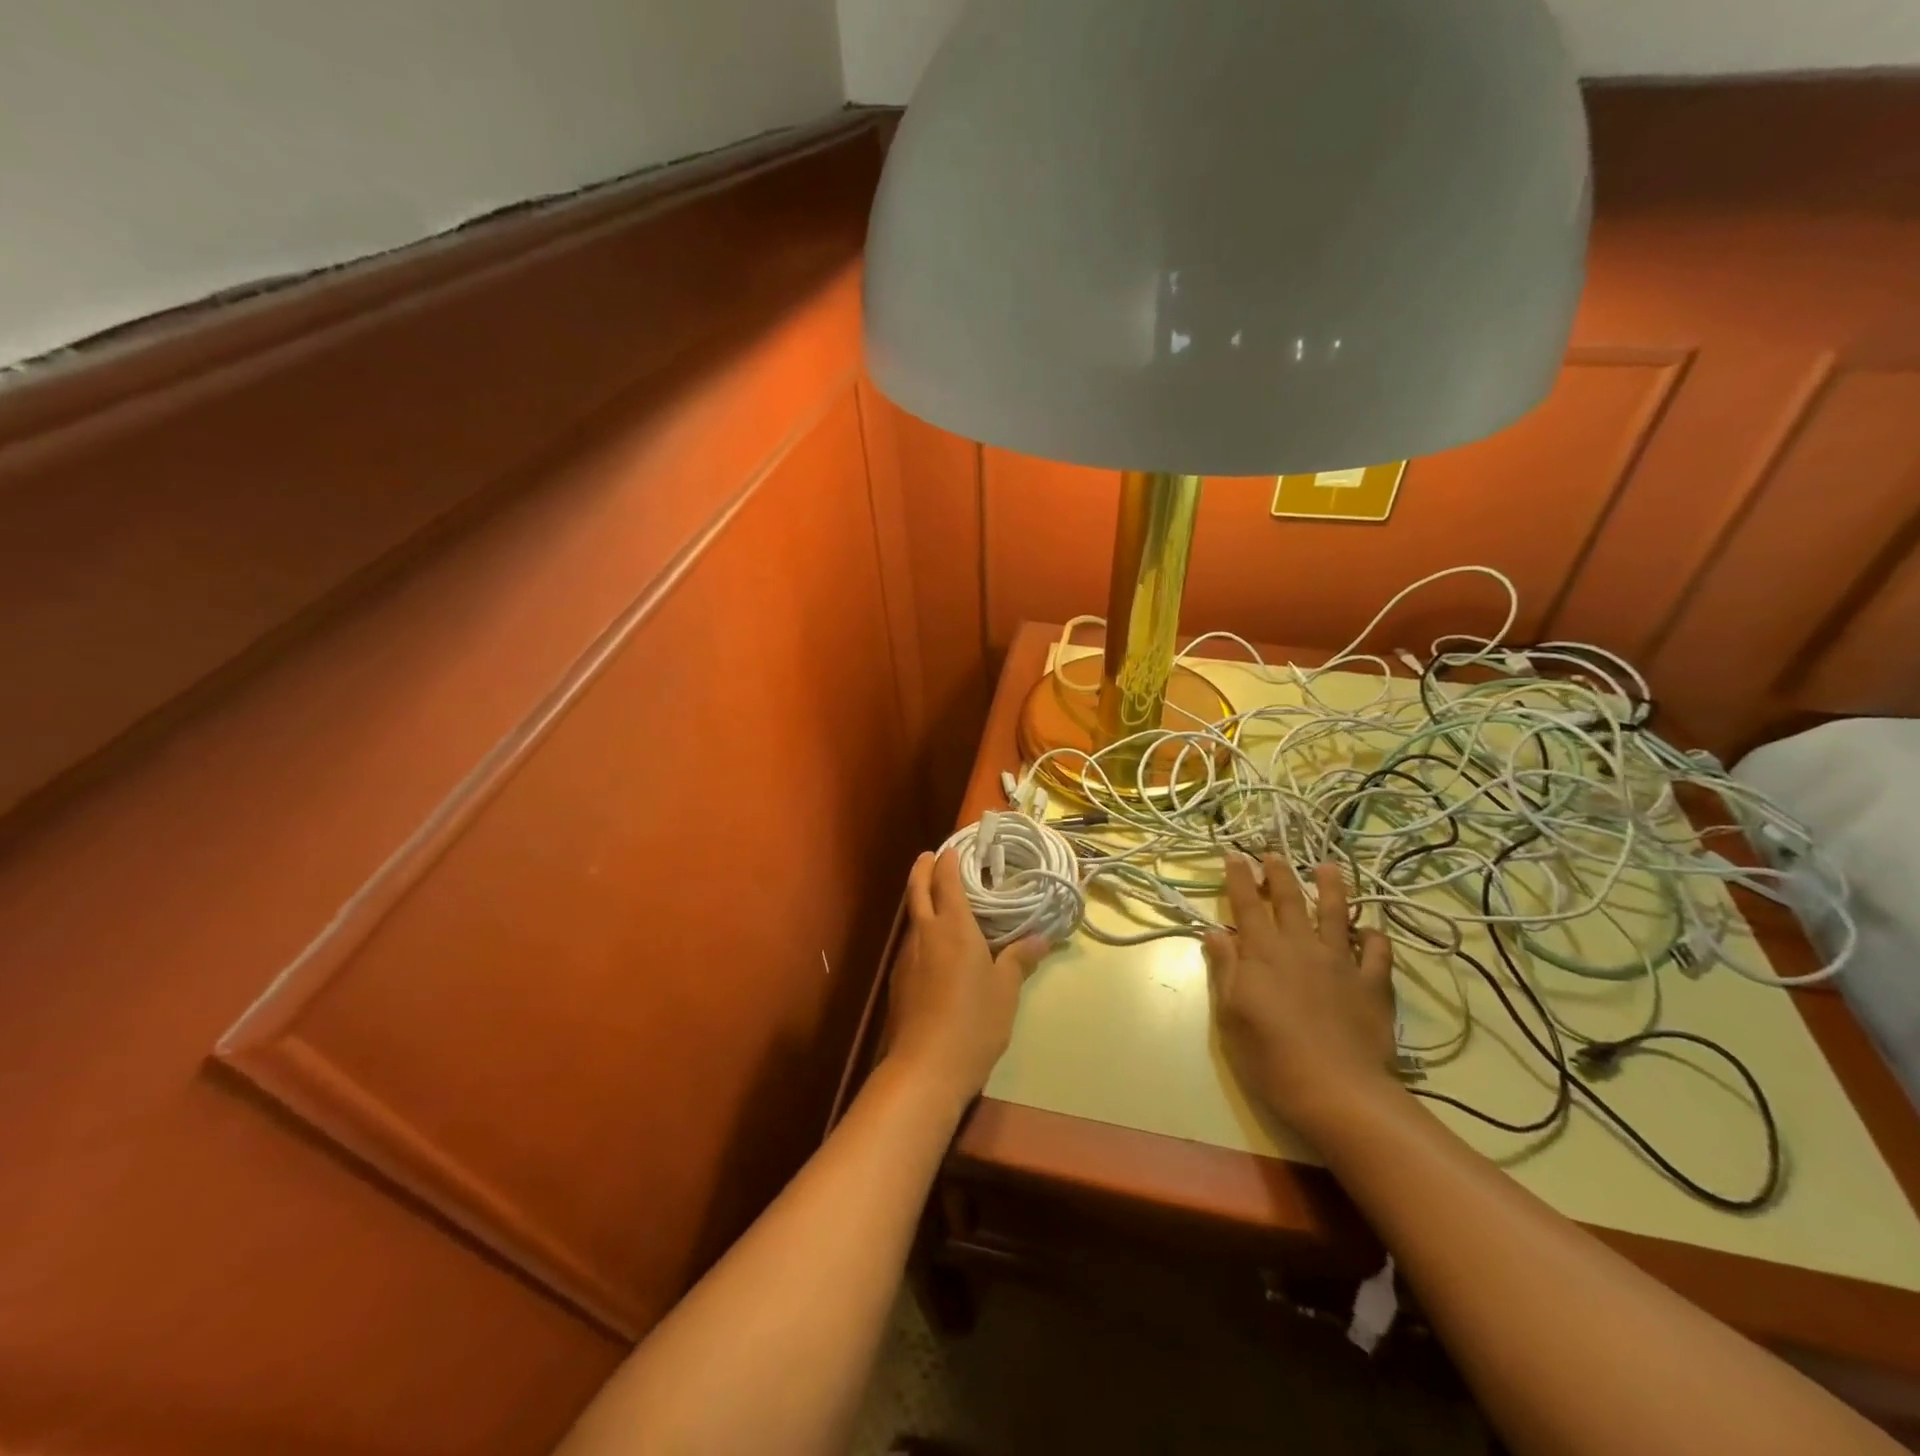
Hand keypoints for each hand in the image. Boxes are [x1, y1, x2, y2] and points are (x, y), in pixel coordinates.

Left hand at [886, 851, 1051, 1110]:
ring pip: (912, 916)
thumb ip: (1019, 959)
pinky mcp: (900, 980)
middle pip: (917, 890)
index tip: (954, 847)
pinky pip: (912, 942)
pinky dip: (921, 929)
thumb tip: (1042, 938)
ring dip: (920, 899)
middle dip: (923, 868)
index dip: (949, 860)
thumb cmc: (973, 1022)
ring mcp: (908, 957)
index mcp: (954, 927)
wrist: (925, 1067)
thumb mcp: (1006, 991)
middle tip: (931, 855)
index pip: (947, 881)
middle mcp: (926, 933)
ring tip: (938, 898)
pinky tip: (935, 945)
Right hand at [1204, 856, 1399, 1141]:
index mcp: (1262, 953)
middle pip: (1288, 901)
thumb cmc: (1270, 1056)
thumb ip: (1225, 969)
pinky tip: (1372, 930)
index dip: (1239, 877)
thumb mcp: (1231, 1014)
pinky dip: (1374, 937)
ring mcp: (1340, 963)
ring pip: (1335, 914)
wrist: (1336, 1091)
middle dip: (1278, 873)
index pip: (1246, 905)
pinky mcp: (1372, 985)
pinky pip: (1377, 952)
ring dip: (1330, 888)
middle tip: (1273, 852)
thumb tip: (1215, 932)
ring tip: (1328, 867)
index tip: (1235, 854)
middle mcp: (1300, 947)